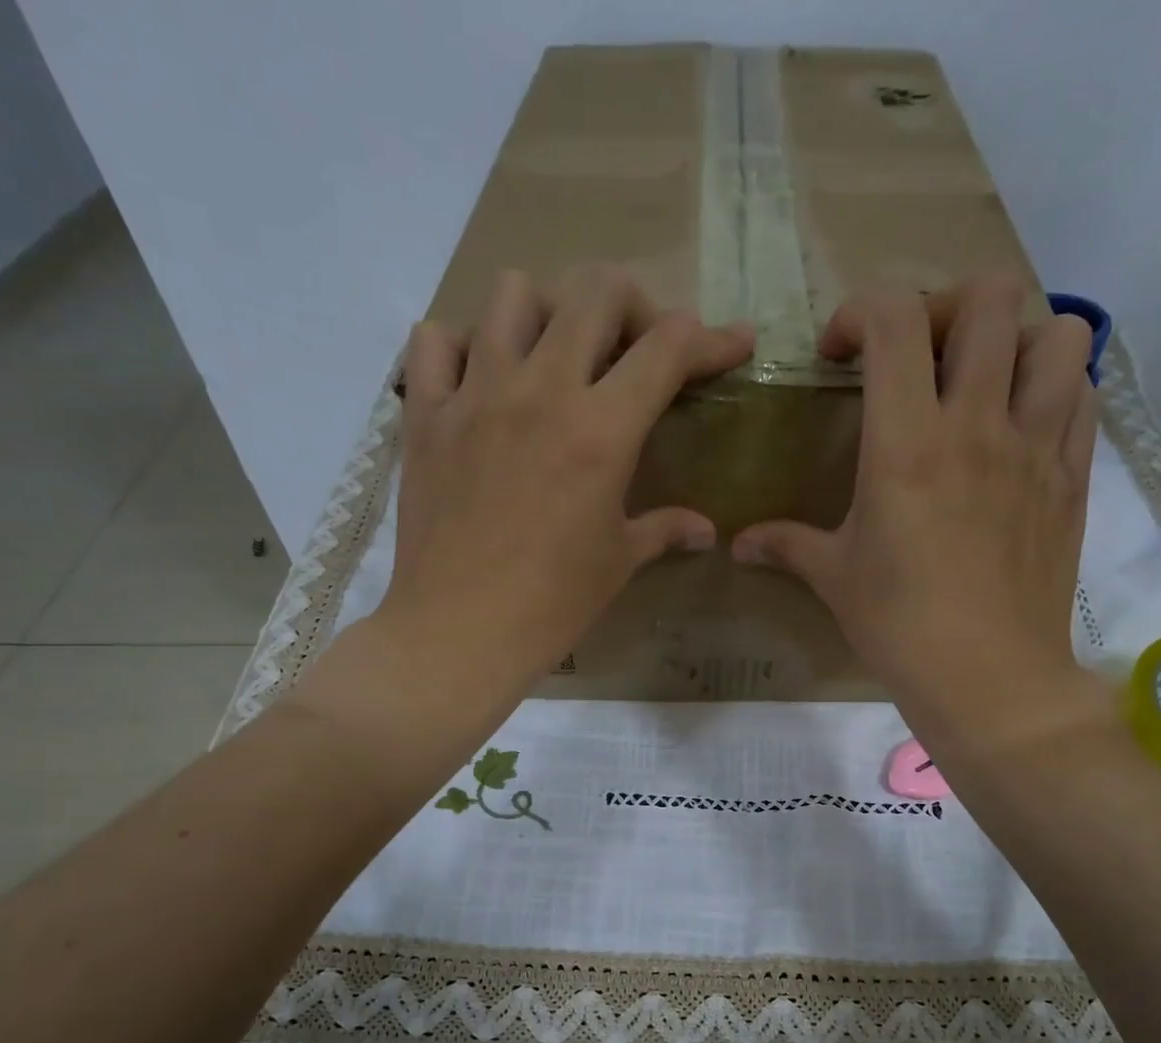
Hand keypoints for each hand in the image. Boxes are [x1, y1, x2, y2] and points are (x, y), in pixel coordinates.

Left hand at [376, 266, 753, 695]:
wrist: (461, 631)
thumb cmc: (553, 604)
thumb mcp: (618, 562)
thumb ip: (664, 529)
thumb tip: (705, 530)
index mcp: (601, 431)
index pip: (668, 348)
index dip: (713, 337)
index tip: (734, 344)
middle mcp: (541, 391)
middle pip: (596, 292)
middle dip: (634, 307)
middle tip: (637, 349)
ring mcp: (475, 395)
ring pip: (513, 294)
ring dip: (548, 313)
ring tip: (554, 357)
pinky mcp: (425, 415)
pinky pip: (435, 340)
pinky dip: (462, 346)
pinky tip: (480, 381)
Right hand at [731, 275, 1106, 750]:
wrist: (988, 678)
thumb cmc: (900, 627)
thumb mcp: (834, 579)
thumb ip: (785, 545)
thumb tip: (737, 545)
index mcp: (907, 444)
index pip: (895, 320)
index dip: (861, 311)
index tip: (841, 354)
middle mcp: (978, 425)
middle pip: (990, 298)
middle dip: (946, 306)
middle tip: (921, 353)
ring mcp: (1036, 447)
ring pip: (1058, 333)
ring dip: (1017, 338)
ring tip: (984, 377)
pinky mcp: (1072, 477)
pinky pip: (1083, 395)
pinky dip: (1055, 387)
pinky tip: (1022, 422)